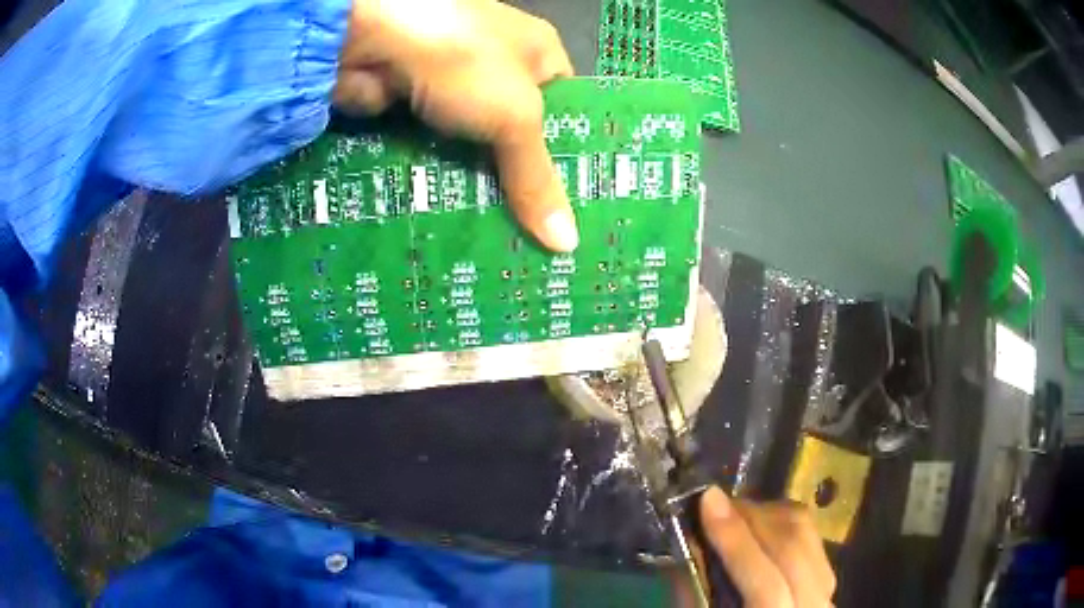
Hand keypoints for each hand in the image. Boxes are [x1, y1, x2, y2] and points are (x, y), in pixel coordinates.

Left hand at [335, 0, 577, 251]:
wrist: (369, 38)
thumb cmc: (463, 60)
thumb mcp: (515, 116)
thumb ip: (537, 177)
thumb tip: (567, 241)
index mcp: (537, 53)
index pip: (568, 110)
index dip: (572, 157)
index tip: (577, 209)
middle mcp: (497, 69)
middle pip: (519, 136)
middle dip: (526, 184)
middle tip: (542, 240)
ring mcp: (451, 90)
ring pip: (476, 151)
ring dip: (484, 192)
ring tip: (504, 246)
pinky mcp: (412, 112)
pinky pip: (438, 156)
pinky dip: (444, 186)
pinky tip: (460, 224)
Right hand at [699, 487, 835, 607]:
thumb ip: (696, 596)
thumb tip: (688, 547)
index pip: (765, 584)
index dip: (736, 541)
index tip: (707, 500)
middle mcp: (813, 607)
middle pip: (792, 550)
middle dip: (751, 518)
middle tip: (715, 503)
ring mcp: (827, 591)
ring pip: (806, 535)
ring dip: (768, 514)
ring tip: (733, 512)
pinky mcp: (828, 577)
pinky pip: (810, 536)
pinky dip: (782, 522)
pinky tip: (759, 524)